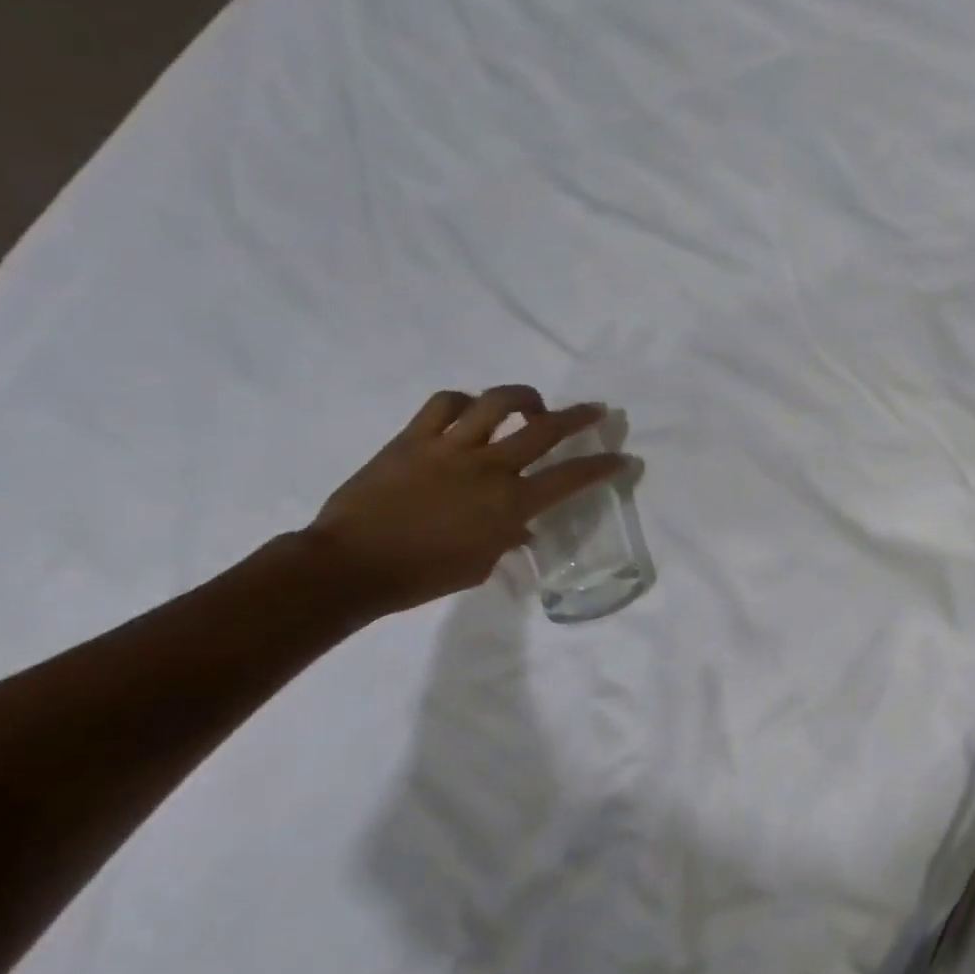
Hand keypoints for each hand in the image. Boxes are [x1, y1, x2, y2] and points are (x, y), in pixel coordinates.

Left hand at [305, 387, 628, 613]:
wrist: (351, 565)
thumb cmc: (423, 576)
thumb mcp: (480, 565)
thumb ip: (506, 539)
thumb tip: (519, 528)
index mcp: (511, 504)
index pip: (571, 478)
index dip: (603, 467)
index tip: (623, 458)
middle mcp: (490, 467)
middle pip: (545, 429)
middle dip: (578, 417)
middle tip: (594, 411)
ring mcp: (451, 447)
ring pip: (497, 402)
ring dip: (523, 397)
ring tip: (531, 403)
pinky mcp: (414, 438)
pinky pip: (444, 404)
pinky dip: (464, 401)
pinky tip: (469, 408)